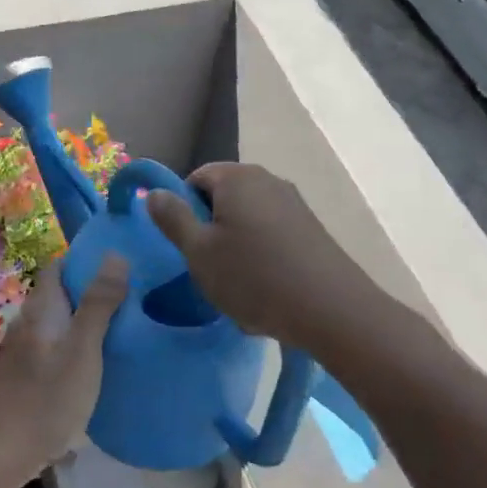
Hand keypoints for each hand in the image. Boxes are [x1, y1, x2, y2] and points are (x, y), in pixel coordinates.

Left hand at [0, 254, 128, 479]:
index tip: (125, 260)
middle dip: (94, 289)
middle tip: (137, 293)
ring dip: (88, 318)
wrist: (1, 453)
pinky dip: (80, 344)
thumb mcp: (82, 348)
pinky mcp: (29, 376)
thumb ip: (99, 303)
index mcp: (42, 307)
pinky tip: (101, 360)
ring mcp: (27, 350)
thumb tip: (116, 253)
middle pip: (62, 294)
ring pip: (61, 321)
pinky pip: (59, 346)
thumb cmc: (46, 396)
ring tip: (127, 324)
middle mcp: (30, 321)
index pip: (60, 266)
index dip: (88, 259)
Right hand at [145, 163, 372, 349]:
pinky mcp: (311, 228)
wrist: (332, 310)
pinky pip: (272, 235)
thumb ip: (172, 218)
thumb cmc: (254, 277)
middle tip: (208, 268)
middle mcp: (267, 180)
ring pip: (247, 220)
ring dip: (236, 247)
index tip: (187, 246)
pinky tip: (266, 288)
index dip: (183, 210)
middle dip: (211, 230)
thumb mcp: (198, 252)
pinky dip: (262, 256)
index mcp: (236, 177)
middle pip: (223, 198)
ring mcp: (294, 203)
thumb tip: (154, 192)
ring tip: (238, 284)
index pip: (195, 179)